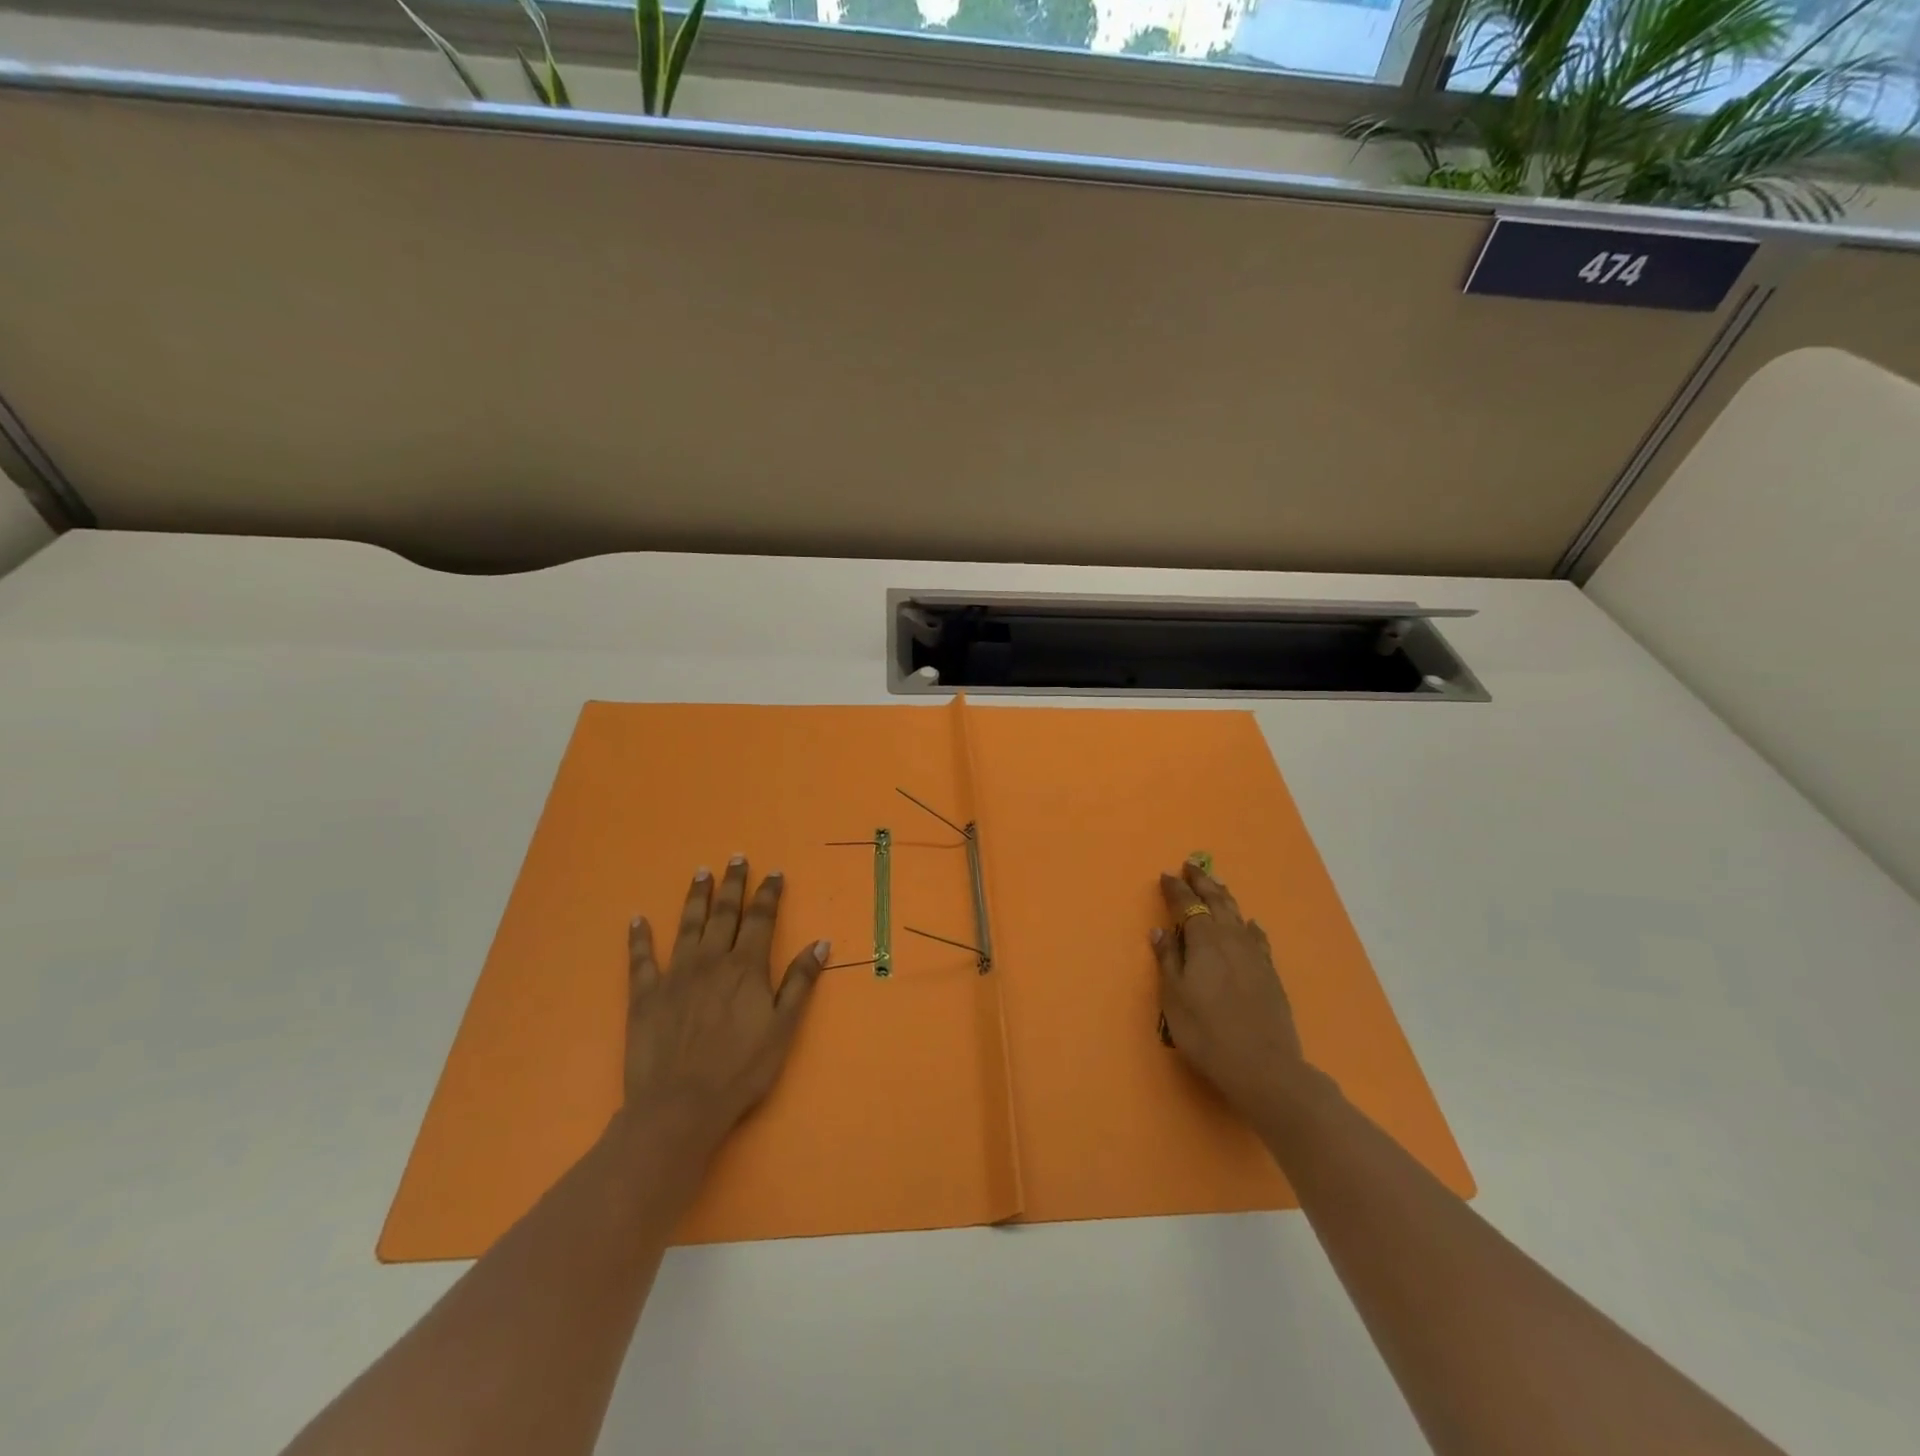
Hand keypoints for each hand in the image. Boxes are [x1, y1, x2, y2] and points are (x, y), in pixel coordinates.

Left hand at [622, 857, 828, 1157]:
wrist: (679, 1106)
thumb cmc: (740, 1070)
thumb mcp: (783, 1028)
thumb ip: (800, 982)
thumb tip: (821, 943)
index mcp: (746, 967)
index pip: (761, 919)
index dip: (769, 894)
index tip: (774, 873)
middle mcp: (712, 960)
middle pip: (725, 913)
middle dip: (733, 884)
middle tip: (736, 858)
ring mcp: (675, 974)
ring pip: (687, 925)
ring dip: (696, 897)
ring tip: (701, 872)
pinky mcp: (645, 994)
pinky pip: (641, 958)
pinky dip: (639, 937)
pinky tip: (637, 919)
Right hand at [1153, 860, 1310, 1119]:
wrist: (1263, 1066)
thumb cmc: (1206, 1031)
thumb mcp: (1174, 996)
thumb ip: (1168, 959)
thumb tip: (1161, 929)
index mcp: (1204, 940)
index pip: (1188, 905)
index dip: (1176, 889)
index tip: (1167, 875)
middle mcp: (1231, 938)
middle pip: (1217, 901)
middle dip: (1203, 882)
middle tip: (1192, 866)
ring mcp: (1255, 955)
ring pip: (1238, 914)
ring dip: (1224, 896)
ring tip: (1217, 885)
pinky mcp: (1270, 973)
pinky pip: (1257, 936)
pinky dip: (1248, 924)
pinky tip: (1250, 924)